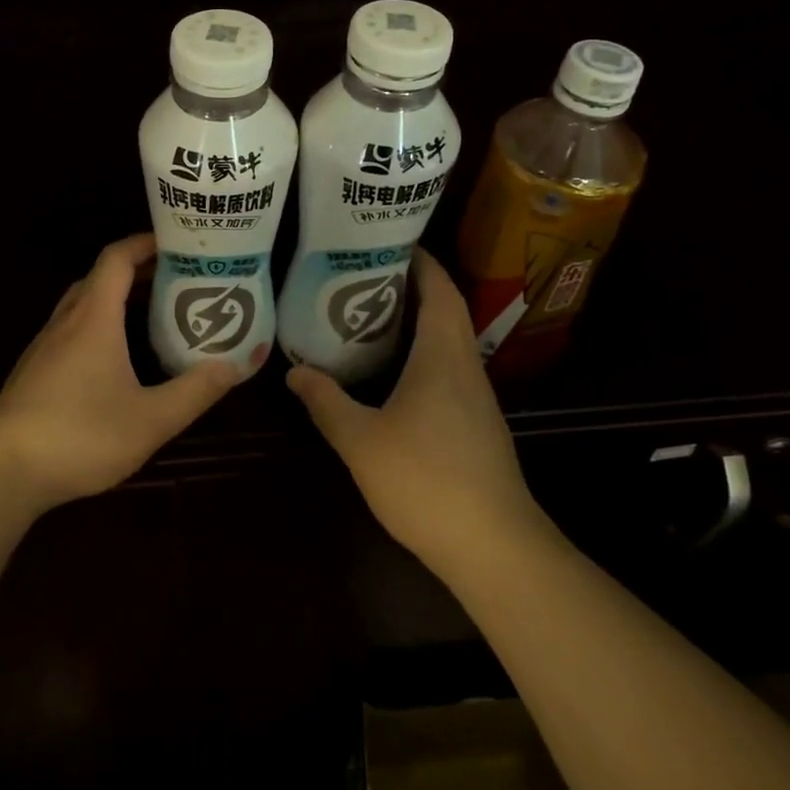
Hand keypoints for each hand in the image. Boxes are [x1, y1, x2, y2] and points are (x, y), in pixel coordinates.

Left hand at [0, 234, 244, 511]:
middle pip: (100, 277)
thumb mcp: (151, 419)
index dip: (146, 243)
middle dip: (137, 271)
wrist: (2, 472)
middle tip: (176, 280)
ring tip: (152, 315)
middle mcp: (66, 322)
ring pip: (83, 305)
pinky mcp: (34, 371)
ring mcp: (44, 346)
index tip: (179, 243)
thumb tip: (236, 364)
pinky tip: (115, 359)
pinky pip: (71, 331)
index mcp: (94, 318)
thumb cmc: (80, 436)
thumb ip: (196, 390)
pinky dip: (98, 326)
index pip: (117, 258)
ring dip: (116, 299)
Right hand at [286, 249, 544, 580]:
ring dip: (418, 321)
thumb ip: (326, 402)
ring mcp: (477, 399)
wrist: (495, 548)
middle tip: (365, 274)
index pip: (440, 291)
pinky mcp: (477, 426)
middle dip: (412, 286)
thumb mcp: (361, 440)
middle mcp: (466, 367)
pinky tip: (394, 372)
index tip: (389, 241)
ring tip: (371, 315)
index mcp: (443, 356)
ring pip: (448, 342)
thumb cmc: (427, 481)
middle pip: (446, 310)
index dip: (421, 261)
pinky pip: (448, 370)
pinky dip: (423, 354)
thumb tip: (294, 372)